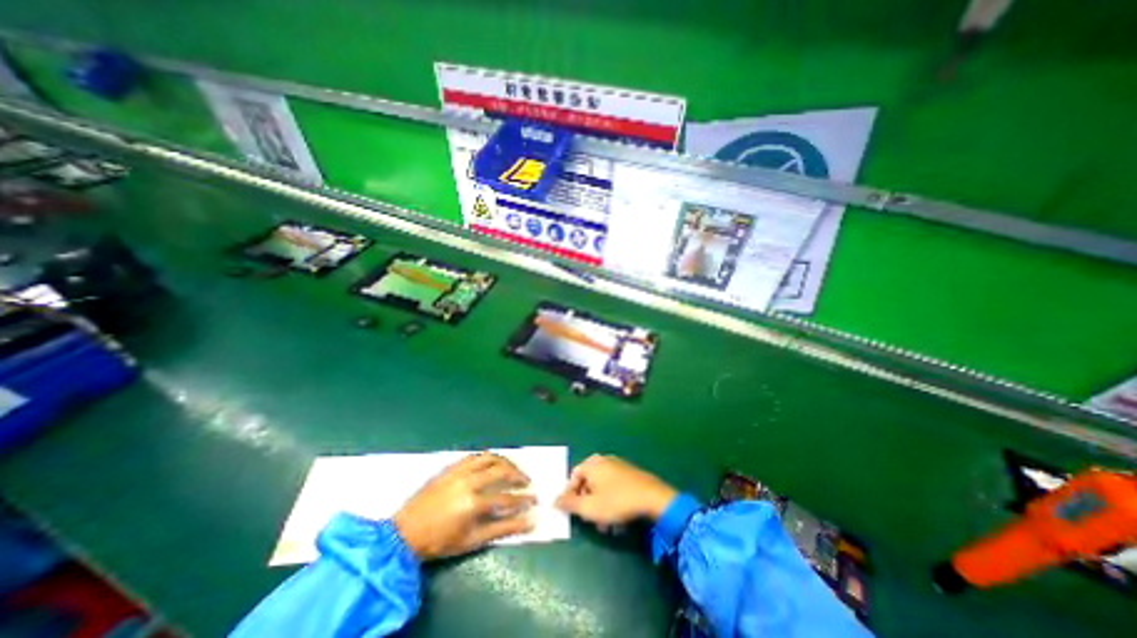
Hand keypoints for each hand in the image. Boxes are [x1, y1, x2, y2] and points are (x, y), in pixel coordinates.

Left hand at [395, 451, 536, 561]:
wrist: (404, 533)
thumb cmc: (439, 542)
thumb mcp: (473, 541)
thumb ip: (503, 529)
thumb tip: (529, 522)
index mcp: (473, 502)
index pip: (507, 497)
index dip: (523, 499)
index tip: (533, 500)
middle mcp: (469, 480)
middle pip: (502, 470)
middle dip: (518, 475)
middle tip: (527, 482)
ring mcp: (459, 470)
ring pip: (490, 457)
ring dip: (506, 461)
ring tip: (513, 469)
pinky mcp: (451, 466)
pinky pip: (475, 455)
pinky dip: (488, 457)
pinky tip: (492, 463)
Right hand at [559, 457, 678, 526]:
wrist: (652, 498)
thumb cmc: (617, 502)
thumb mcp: (589, 508)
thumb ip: (570, 504)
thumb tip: (554, 501)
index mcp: (592, 463)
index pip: (573, 477)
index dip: (570, 495)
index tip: (571, 512)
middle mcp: (604, 460)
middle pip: (587, 482)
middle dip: (586, 503)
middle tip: (589, 521)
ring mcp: (618, 465)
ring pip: (601, 486)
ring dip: (598, 505)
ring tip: (604, 525)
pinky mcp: (630, 473)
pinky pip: (613, 486)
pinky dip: (610, 500)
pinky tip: (616, 517)